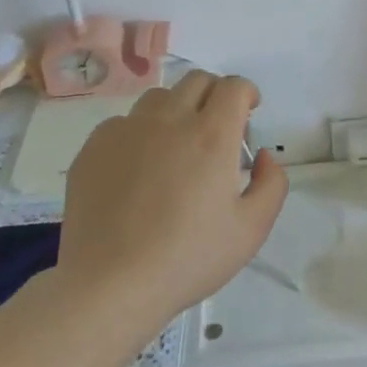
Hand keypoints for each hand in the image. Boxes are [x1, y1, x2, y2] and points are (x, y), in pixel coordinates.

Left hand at [54, 70, 287, 345]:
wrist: (109, 285)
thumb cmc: (188, 259)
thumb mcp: (251, 230)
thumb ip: (272, 184)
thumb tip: (263, 156)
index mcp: (212, 135)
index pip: (233, 86)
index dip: (246, 93)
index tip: (248, 112)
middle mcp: (170, 120)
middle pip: (197, 80)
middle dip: (215, 94)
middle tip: (217, 127)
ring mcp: (128, 131)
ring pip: (159, 97)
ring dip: (177, 109)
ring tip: (176, 145)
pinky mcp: (95, 147)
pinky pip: (123, 123)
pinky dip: (139, 133)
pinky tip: (138, 169)